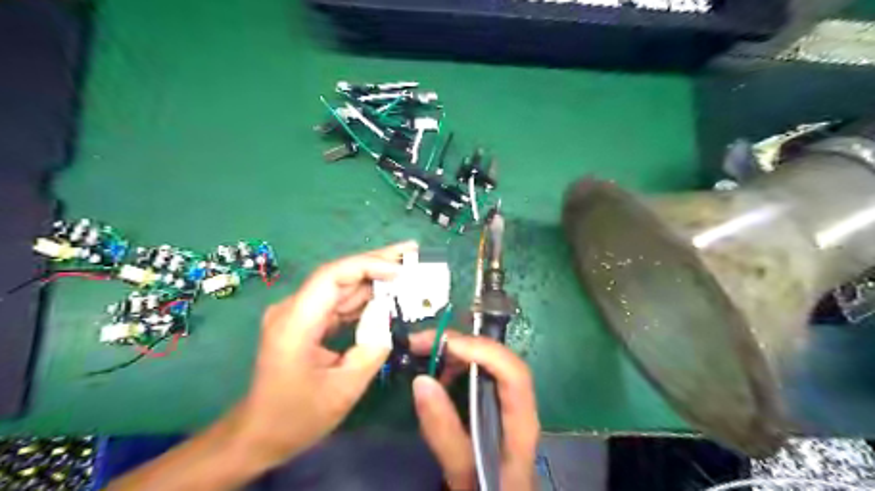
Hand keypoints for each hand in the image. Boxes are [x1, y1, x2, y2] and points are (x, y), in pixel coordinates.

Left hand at [239, 242, 417, 466]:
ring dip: (374, 278)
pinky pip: (339, 303)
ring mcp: (299, 314)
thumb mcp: (344, 389)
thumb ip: (372, 348)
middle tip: (412, 251)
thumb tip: (388, 316)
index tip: (400, 269)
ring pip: (341, 286)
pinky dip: (365, 298)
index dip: (367, 266)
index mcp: (295, 323)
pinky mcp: (307, 322)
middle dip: (377, 262)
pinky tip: (388, 293)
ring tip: (407, 268)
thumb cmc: (297, 417)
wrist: (258, 435)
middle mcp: (293, 309)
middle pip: (338, 275)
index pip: (331, 276)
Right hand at [409, 332, 540, 488]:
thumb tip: (421, 380)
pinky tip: (438, 371)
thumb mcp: (462, 472)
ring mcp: (509, 401)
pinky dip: (458, 364)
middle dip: (462, 343)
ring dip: (458, 351)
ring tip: (424, 353)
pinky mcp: (496, 403)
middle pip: (499, 360)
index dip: (483, 351)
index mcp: (521, 425)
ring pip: (489, 362)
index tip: (445, 345)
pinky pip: (480, 372)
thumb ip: (444, 433)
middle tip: (421, 342)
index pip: (513, 374)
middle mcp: (520, 405)